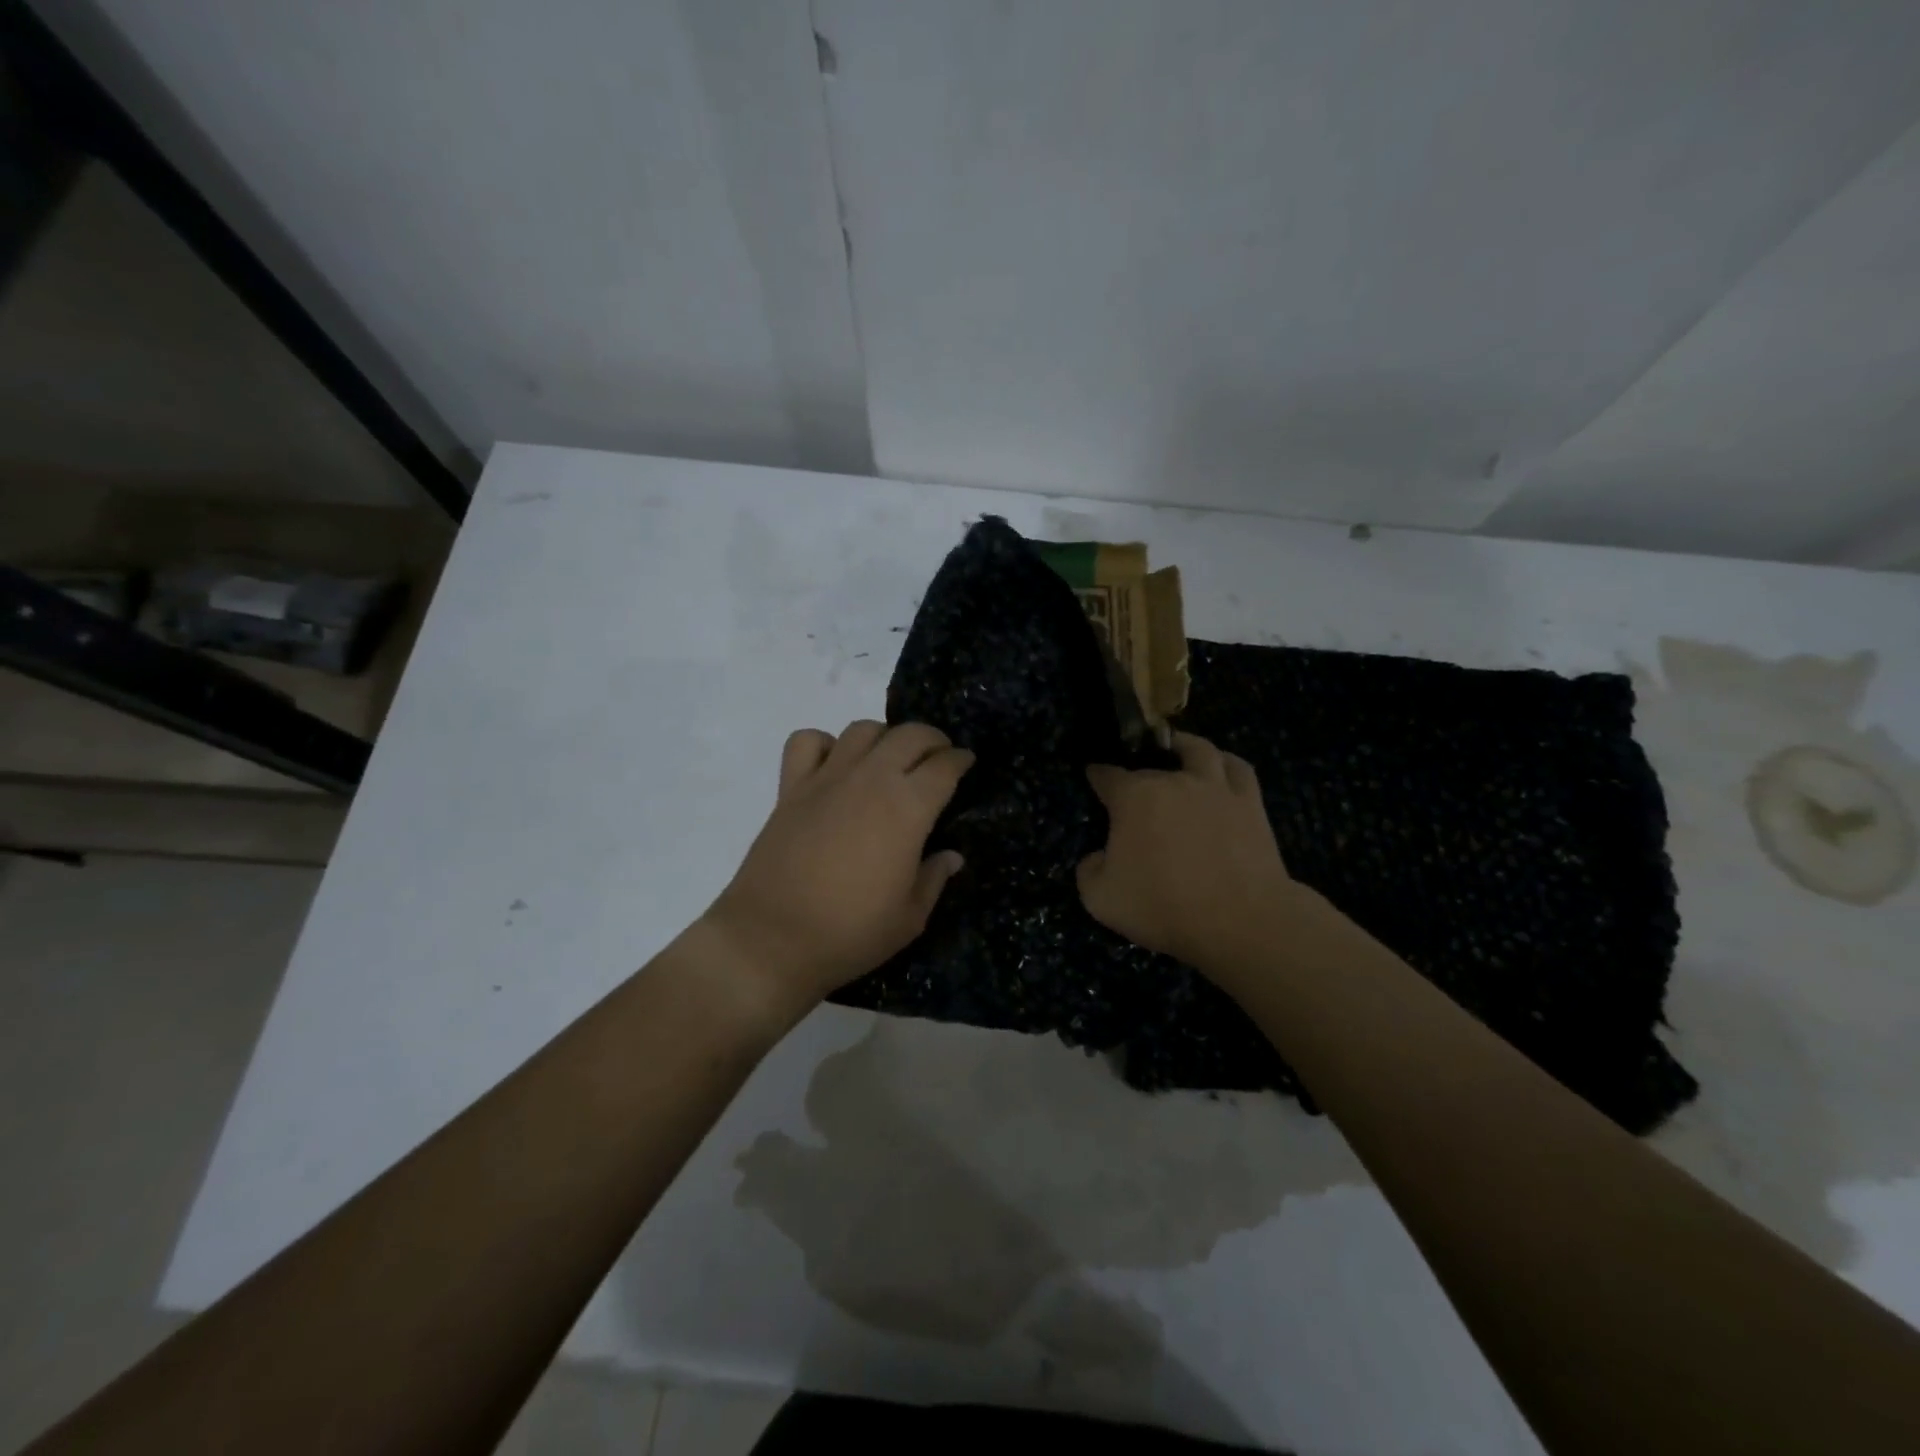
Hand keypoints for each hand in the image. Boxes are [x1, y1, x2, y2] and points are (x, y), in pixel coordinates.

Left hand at [703, 720, 973, 1013]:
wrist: (771, 940)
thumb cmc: (850, 933)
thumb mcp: (909, 918)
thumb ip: (934, 878)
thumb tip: (951, 856)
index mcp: (908, 808)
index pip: (944, 766)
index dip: (961, 760)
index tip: (967, 763)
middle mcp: (870, 780)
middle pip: (909, 735)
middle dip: (932, 739)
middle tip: (938, 757)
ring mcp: (827, 779)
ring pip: (862, 730)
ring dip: (884, 737)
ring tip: (889, 759)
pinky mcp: (790, 788)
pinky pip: (807, 742)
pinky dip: (824, 744)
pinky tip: (834, 766)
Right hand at [1078, 731, 1298, 971]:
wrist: (1239, 922)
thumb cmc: (1164, 907)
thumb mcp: (1101, 899)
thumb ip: (1088, 871)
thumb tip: (1097, 857)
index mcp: (1133, 797)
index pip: (1107, 775)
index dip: (1097, 775)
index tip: (1093, 777)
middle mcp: (1173, 780)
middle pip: (1150, 766)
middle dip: (1137, 774)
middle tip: (1133, 792)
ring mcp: (1215, 787)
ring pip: (1198, 750)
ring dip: (1184, 747)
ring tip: (1178, 749)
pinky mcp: (1250, 803)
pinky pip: (1238, 768)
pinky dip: (1225, 763)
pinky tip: (1221, 768)